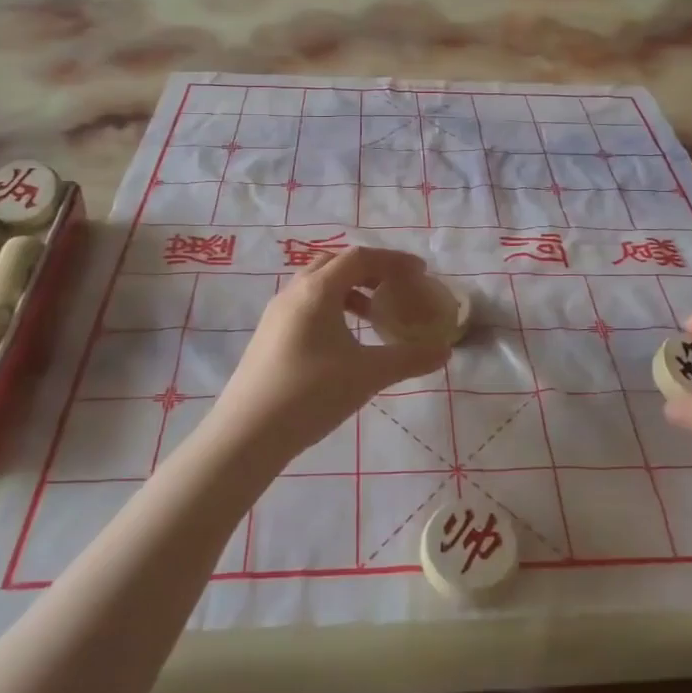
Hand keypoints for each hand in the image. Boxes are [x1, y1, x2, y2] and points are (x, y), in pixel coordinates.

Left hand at [211, 247, 449, 459]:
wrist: (247, 434)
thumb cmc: (311, 394)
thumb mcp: (368, 374)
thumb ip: (409, 359)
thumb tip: (445, 351)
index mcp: (317, 290)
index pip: (360, 258)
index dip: (394, 260)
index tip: (421, 272)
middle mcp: (294, 292)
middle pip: (336, 263)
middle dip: (370, 270)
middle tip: (396, 287)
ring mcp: (276, 314)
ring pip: (318, 285)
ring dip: (350, 290)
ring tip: (374, 316)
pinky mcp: (268, 336)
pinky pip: (306, 305)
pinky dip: (332, 309)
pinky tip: (345, 341)